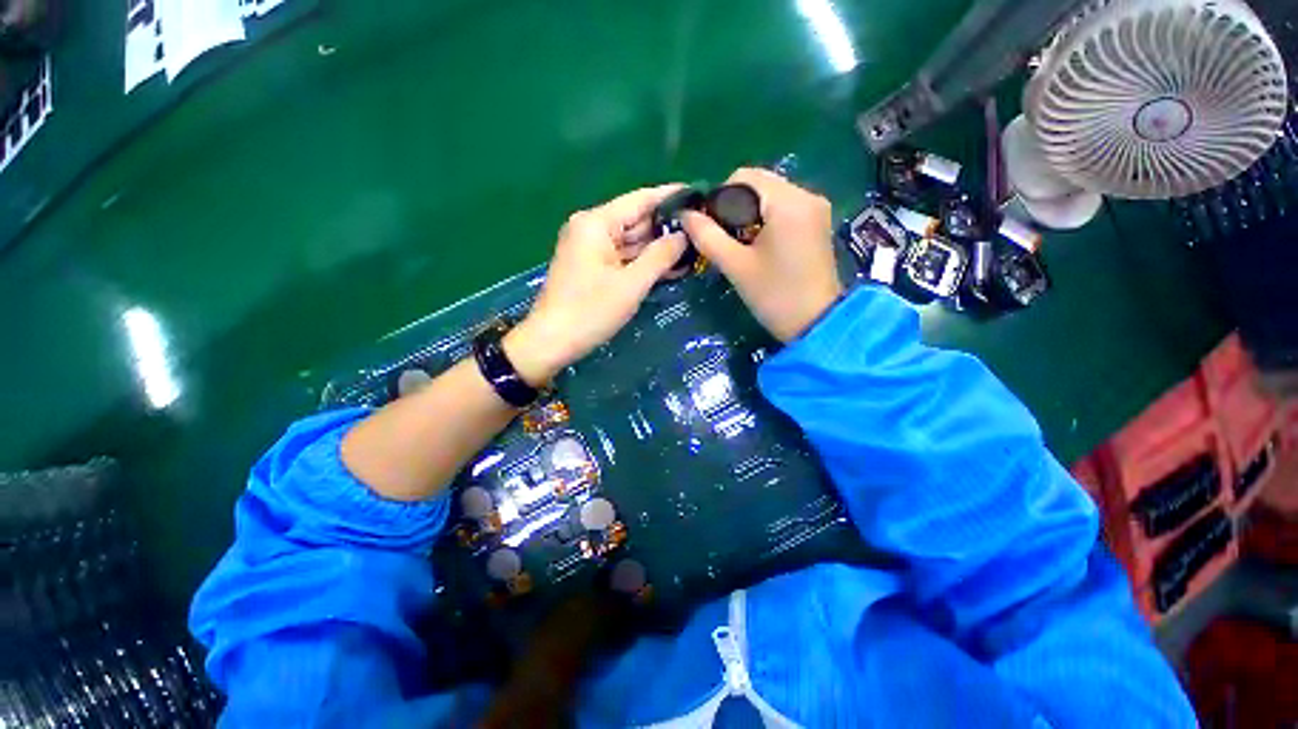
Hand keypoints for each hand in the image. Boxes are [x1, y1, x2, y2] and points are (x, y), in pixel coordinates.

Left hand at [504, 185, 688, 385]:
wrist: (551, 342)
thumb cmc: (590, 311)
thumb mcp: (631, 284)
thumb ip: (660, 256)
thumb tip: (684, 235)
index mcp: (596, 223)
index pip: (640, 199)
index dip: (671, 197)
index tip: (699, 196)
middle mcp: (591, 228)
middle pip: (636, 220)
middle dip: (667, 229)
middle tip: (702, 232)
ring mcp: (590, 248)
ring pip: (631, 242)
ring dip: (658, 249)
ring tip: (693, 251)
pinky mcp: (591, 266)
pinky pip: (622, 258)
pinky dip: (642, 263)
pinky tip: (669, 268)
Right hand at [681, 168, 841, 341]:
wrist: (816, 324)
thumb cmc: (774, 295)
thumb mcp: (736, 266)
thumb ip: (707, 236)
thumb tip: (685, 215)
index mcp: (788, 201)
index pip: (744, 176)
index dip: (719, 197)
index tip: (710, 225)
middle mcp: (807, 195)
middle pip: (759, 184)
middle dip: (734, 206)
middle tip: (723, 237)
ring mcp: (816, 208)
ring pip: (771, 196)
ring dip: (749, 214)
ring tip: (739, 244)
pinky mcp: (818, 223)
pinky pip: (784, 208)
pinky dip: (766, 219)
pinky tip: (758, 244)